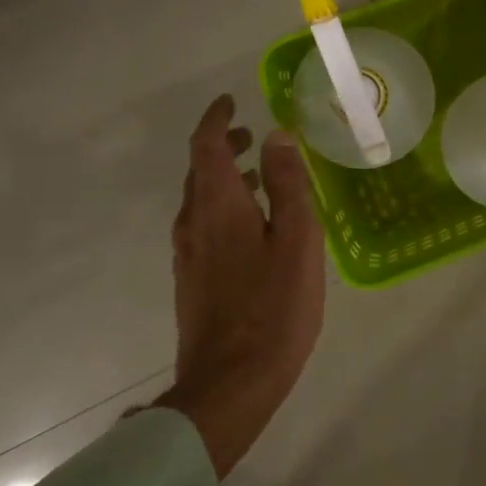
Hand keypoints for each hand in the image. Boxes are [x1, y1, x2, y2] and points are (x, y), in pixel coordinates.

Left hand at [152, 96, 325, 475]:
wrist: (230, 384)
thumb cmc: (274, 308)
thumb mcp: (296, 240)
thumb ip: (288, 186)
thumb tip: (277, 135)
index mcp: (218, 207)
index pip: (205, 147)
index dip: (216, 120)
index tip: (230, 101)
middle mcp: (193, 224)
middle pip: (198, 172)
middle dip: (221, 146)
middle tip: (250, 134)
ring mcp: (188, 255)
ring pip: (200, 200)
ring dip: (224, 178)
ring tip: (259, 174)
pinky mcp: (192, 281)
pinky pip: (203, 226)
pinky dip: (223, 207)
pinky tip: (251, 226)